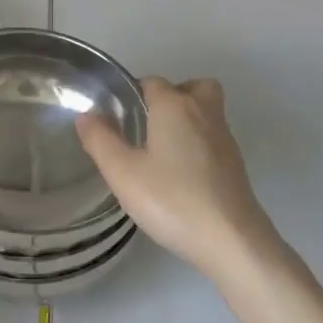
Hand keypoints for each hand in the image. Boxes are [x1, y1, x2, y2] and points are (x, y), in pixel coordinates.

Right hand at [75, 77, 275, 280]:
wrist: (231, 240)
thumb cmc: (172, 199)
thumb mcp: (123, 173)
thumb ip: (100, 140)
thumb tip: (86, 115)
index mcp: (174, 106)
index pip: (152, 82)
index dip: (134, 94)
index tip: (119, 118)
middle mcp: (204, 112)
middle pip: (192, 87)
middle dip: (172, 97)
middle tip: (150, 123)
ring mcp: (225, 139)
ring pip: (207, 112)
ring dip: (188, 120)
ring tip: (162, 150)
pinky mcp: (236, 165)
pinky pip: (214, 139)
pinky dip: (199, 145)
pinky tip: (182, 175)